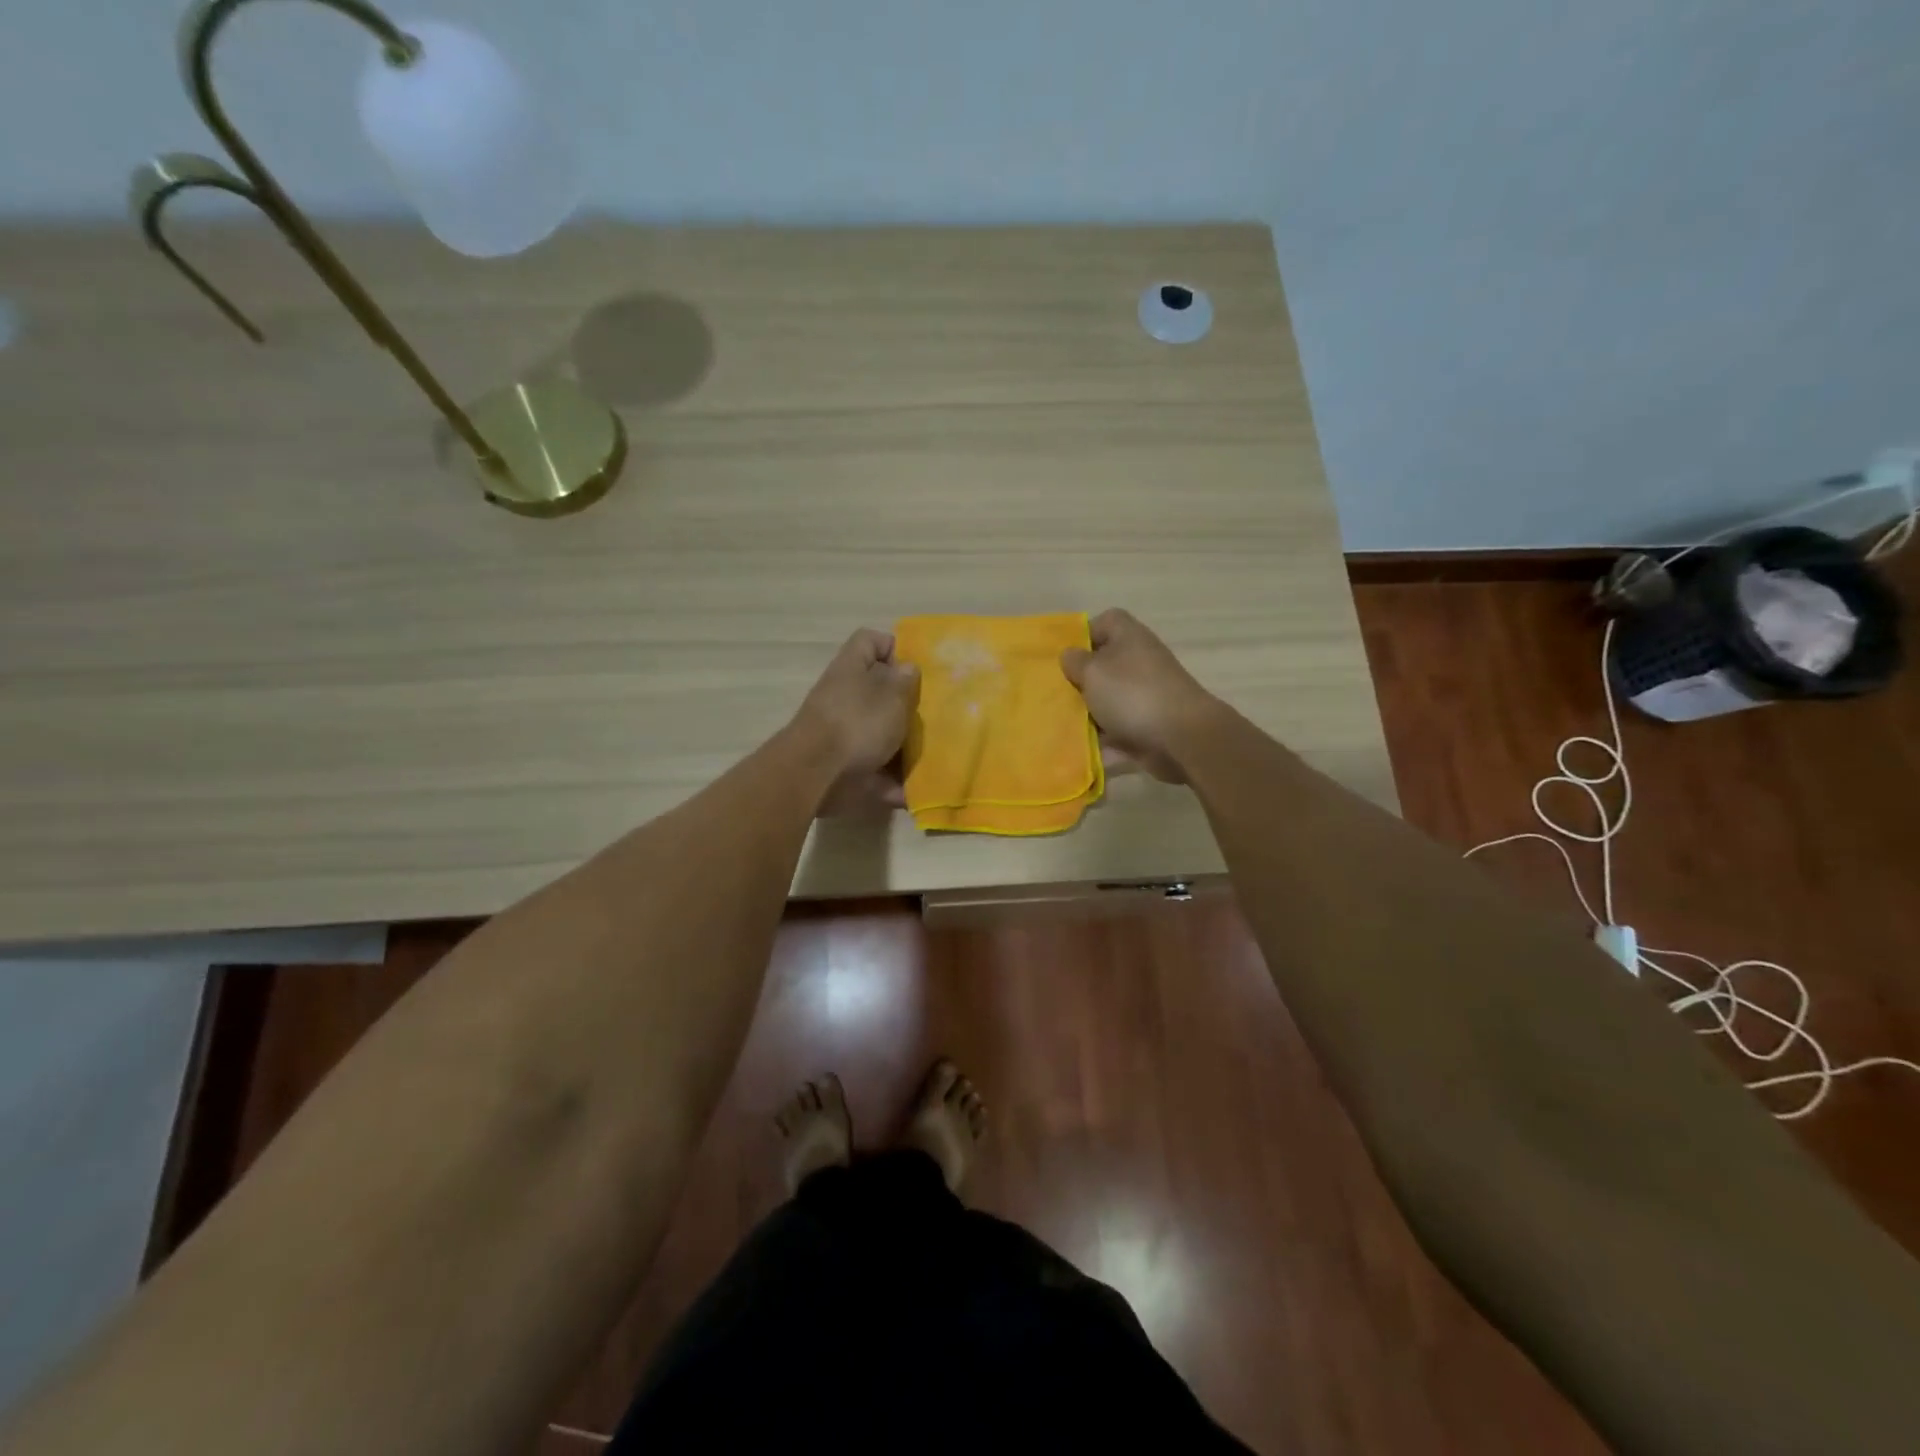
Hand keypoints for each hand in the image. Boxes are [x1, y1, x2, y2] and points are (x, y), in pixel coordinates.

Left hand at [794, 628, 919, 814]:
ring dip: (903, 746)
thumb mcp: (891, 696)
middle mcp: (844, 696)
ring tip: (932, 755)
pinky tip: (912, 791)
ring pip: (879, 733)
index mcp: (852, 669)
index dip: (893, 647)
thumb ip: (903, 680)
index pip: (869, 641)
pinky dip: (892, 782)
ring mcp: (842, 733)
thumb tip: (906, 667)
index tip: (917, 668)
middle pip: (878, 690)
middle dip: (905, 704)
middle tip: (932, 714)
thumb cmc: (857, 724)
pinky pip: (875, 770)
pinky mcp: (844, 765)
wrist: (816, 775)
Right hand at [1060, 609, 1218, 783]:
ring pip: (1110, 699)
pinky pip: (1119, 729)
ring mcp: (1147, 694)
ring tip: (1064, 724)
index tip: (1065, 657)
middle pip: (1104, 664)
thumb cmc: (1132, 694)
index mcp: (1129, 637)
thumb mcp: (1093, 672)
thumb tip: (1070, 655)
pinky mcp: (1150, 724)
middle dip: (1081, 680)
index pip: (1106, 622)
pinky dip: (1104, 739)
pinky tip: (1083, 749)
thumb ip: (1075, 662)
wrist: (1181, 737)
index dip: (1084, 635)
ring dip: (1089, 712)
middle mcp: (1140, 661)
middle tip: (1057, 694)